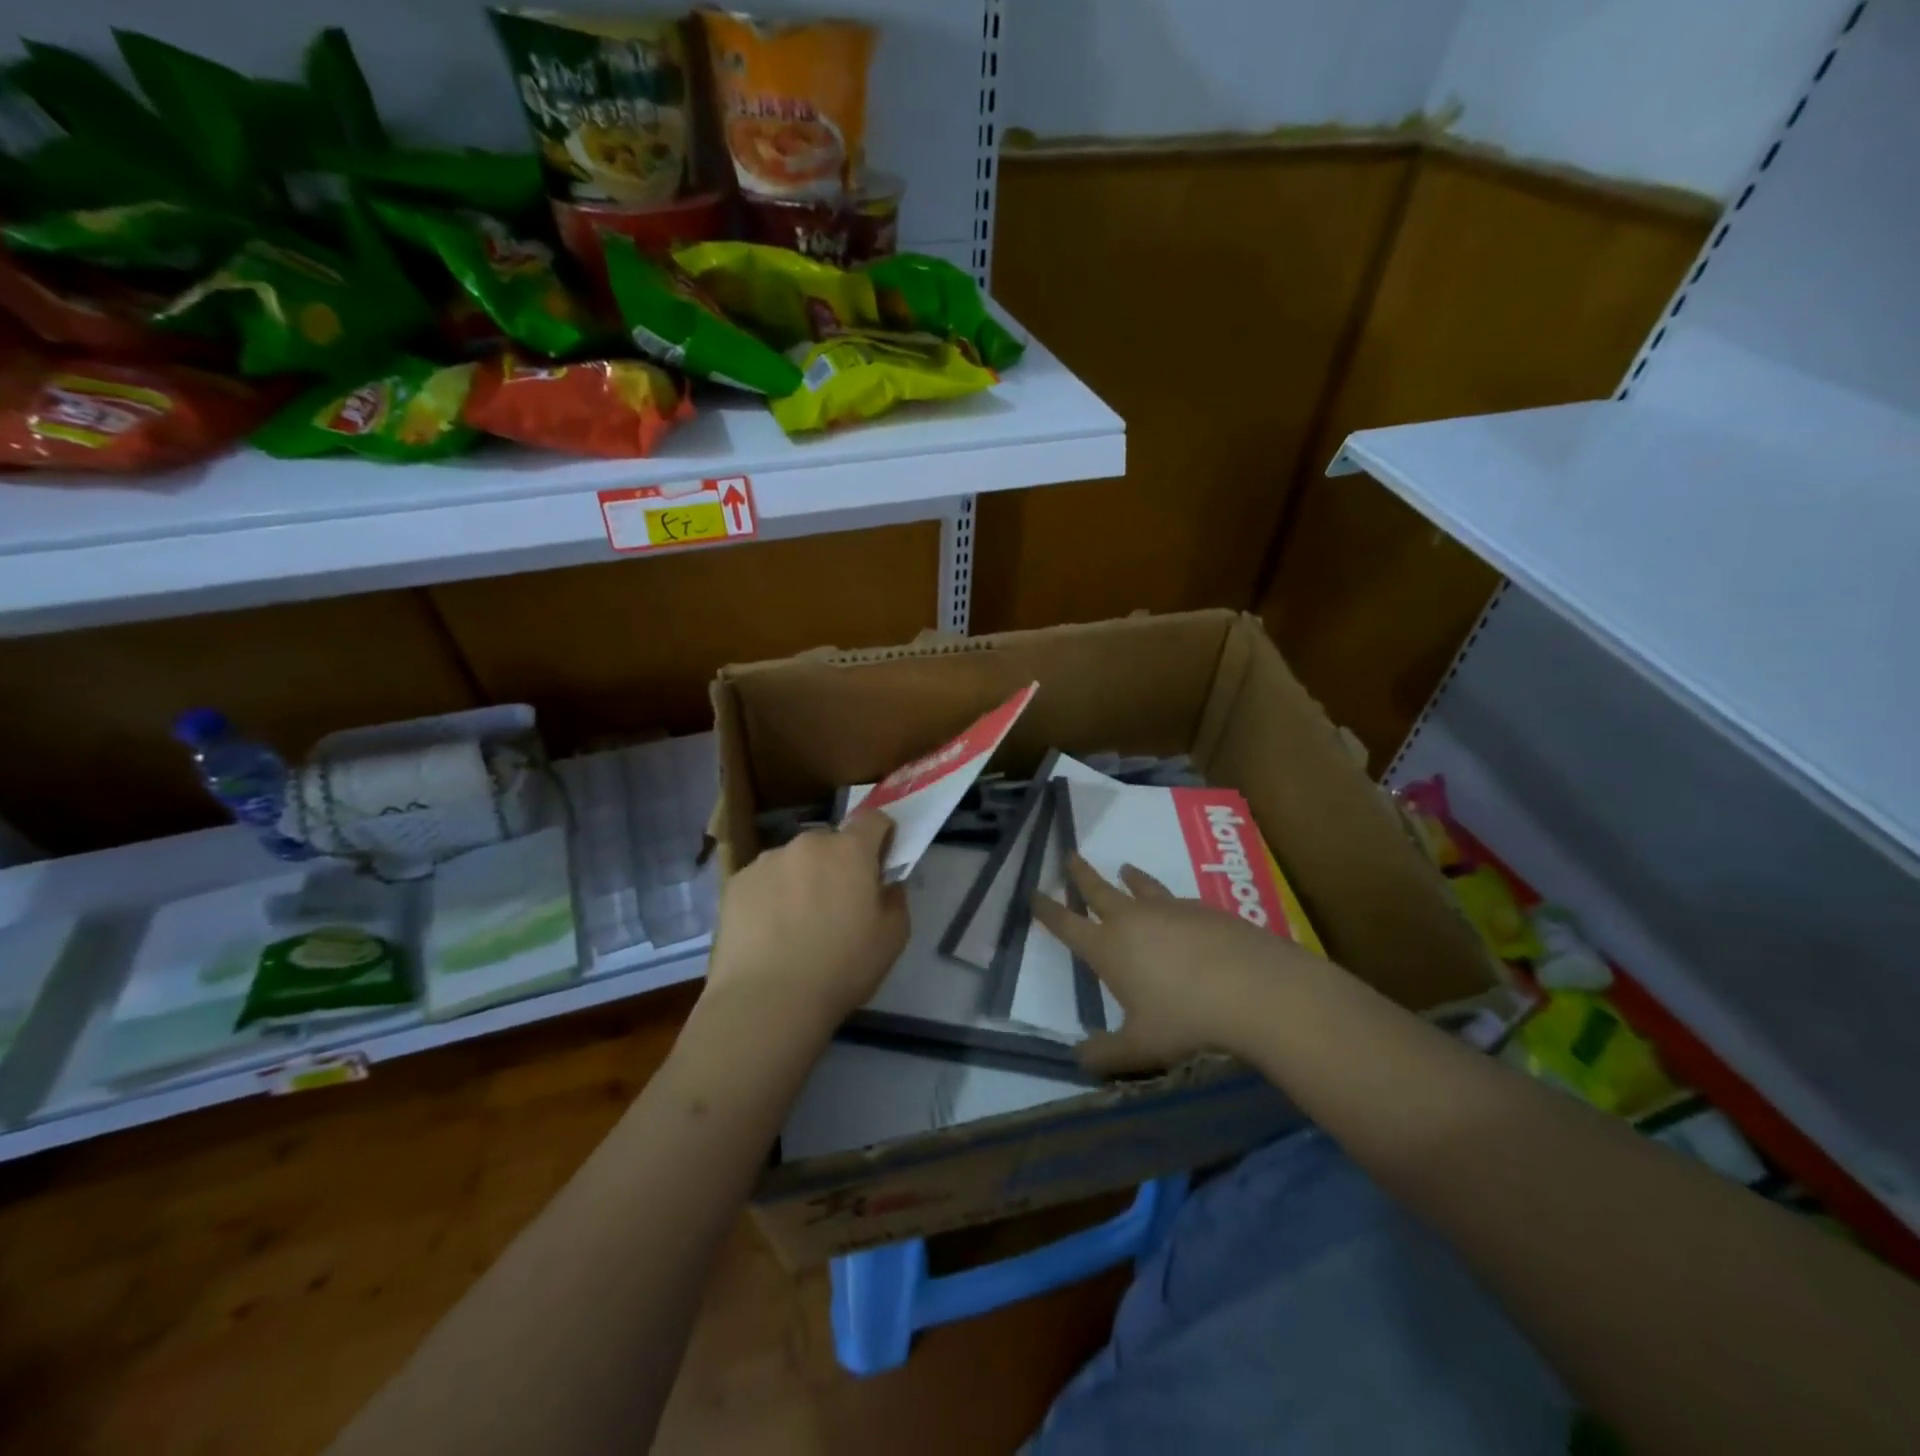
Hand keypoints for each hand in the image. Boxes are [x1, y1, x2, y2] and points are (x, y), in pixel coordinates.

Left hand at [704, 811, 908, 1037]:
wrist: (767, 1000)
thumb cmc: (841, 967)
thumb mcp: (892, 938)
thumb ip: (895, 899)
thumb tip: (886, 885)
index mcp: (850, 850)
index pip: (874, 819)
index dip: (882, 835)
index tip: (880, 861)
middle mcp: (808, 843)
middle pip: (831, 842)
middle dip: (838, 863)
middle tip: (837, 904)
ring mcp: (767, 860)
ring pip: (794, 861)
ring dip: (801, 879)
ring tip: (795, 923)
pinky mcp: (735, 882)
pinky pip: (763, 881)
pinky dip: (770, 896)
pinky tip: (768, 933)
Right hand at [1031, 855, 1320, 1075]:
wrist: (1253, 988)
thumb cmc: (1186, 1019)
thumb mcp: (1140, 1047)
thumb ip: (1105, 1054)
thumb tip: (1078, 1058)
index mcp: (1108, 948)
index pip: (1067, 924)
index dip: (1047, 909)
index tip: (1033, 892)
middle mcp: (1133, 920)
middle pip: (1099, 890)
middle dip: (1081, 875)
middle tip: (1070, 855)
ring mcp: (1170, 910)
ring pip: (1141, 887)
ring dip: (1129, 878)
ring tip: (1125, 868)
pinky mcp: (1204, 910)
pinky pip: (1177, 899)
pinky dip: (1168, 898)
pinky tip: (1178, 907)